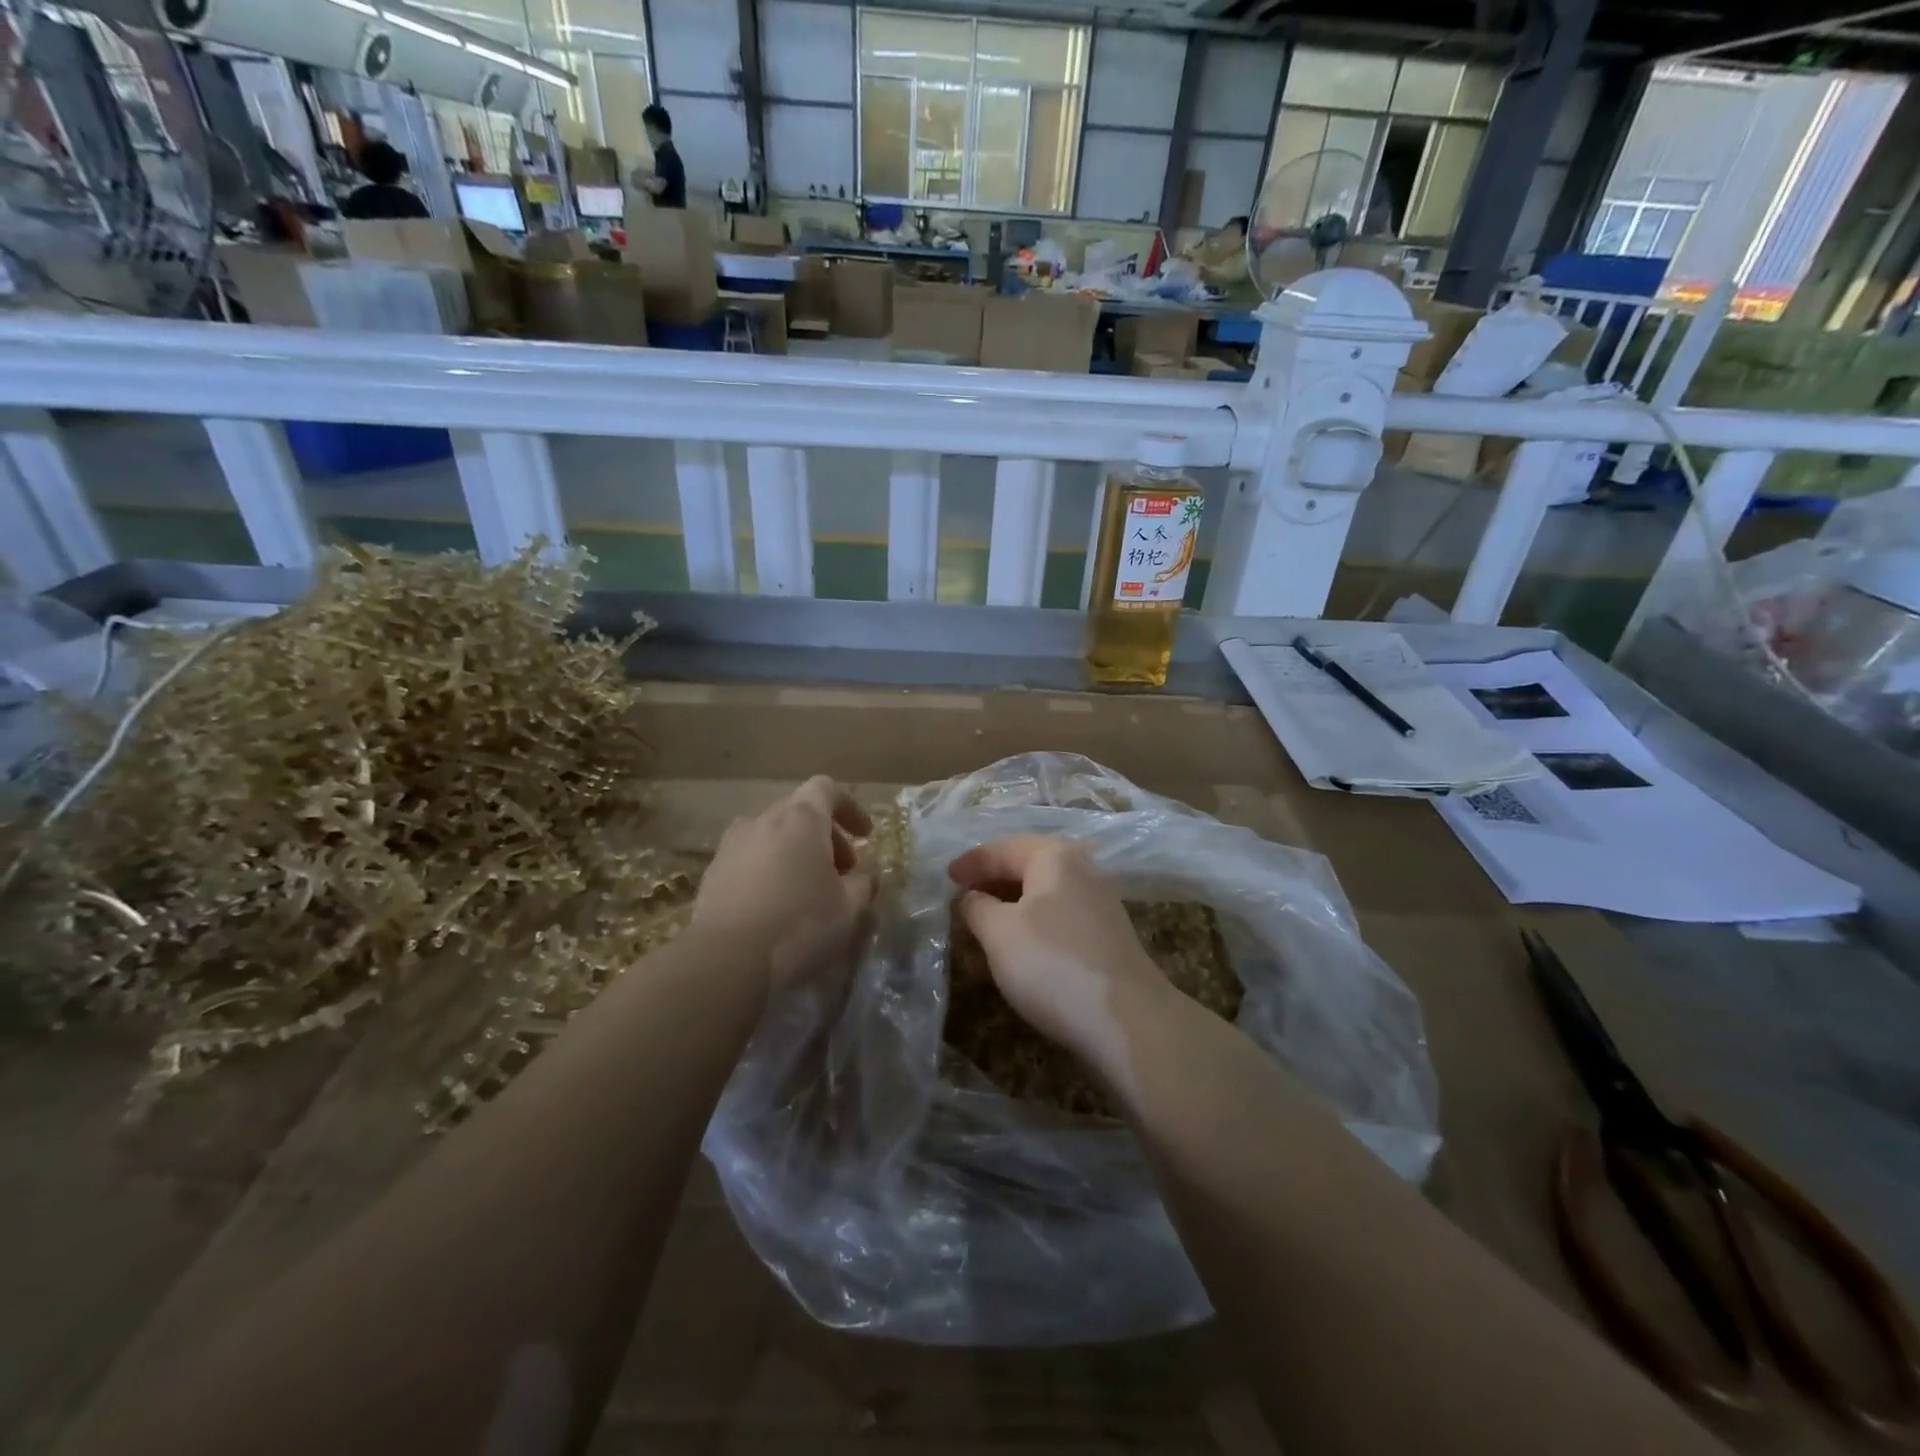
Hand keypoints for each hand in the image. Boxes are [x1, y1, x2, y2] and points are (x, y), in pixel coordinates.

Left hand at [693, 776, 874, 990]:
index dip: (850, 809)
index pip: (826, 789)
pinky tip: (775, 906)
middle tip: (842, 873)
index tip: (865, 836)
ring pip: (772, 836)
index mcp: (801, 818)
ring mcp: (732, 845)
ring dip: (795, 853)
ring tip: (807, 890)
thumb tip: (866, 876)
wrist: (725, 960)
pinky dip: (768, 871)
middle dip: (826, 837)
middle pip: (800, 813)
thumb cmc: (800, 925)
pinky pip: (749, 860)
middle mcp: (763, 820)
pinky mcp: (712, 873)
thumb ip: (864, 884)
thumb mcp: (849, 909)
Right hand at [948, 836, 1166, 1071]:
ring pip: (1046, 890)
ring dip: (1014, 900)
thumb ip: (977, 907)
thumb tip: (970, 896)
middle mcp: (1082, 868)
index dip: (971, 862)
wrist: (1128, 1020)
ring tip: (987, 919)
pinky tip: (1023, 942)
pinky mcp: (1110, 933)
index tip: (946, 878)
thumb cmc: (1053, 965)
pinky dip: (1035, 918)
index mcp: (1054, 856)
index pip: (1002, 848)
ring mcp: (1101, 901)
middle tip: (964, 896)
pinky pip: (1061, 912)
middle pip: (1028, 864)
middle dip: (994, 878)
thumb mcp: (999, 934)